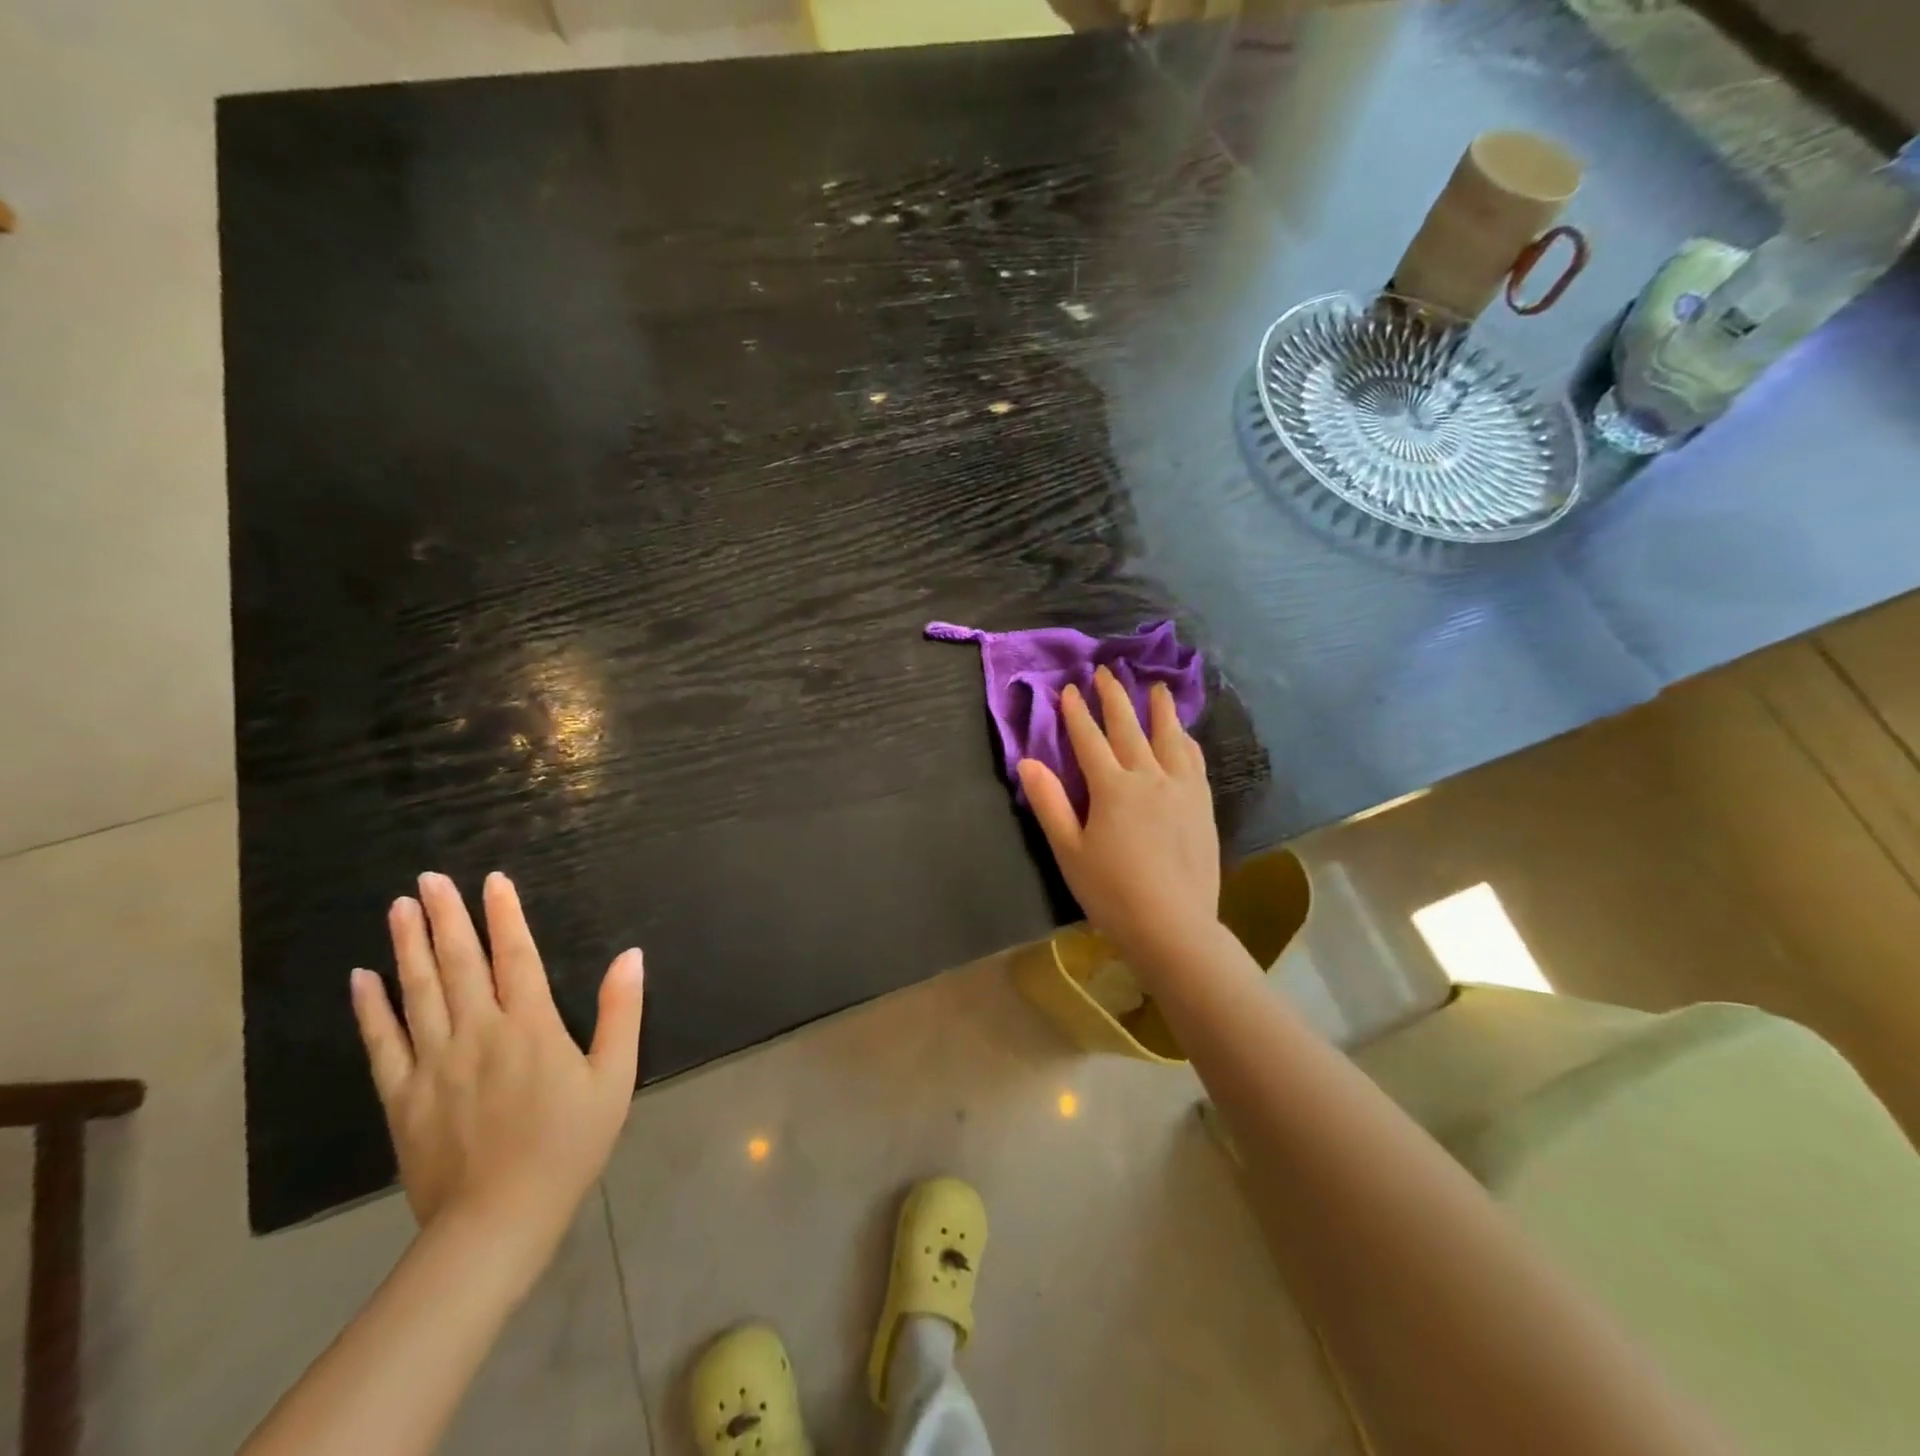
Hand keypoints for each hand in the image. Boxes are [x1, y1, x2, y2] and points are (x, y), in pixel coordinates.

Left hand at [349, 871, 644, 1270]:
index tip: (491, 880)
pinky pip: (383, 1043)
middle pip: (459, 964)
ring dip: (407, 946)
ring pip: (417, 992)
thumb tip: (631, 955)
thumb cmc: (568, 1144)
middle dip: (446, 917)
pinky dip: (371, 1008)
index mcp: (531, 1026)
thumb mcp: (614, 1078)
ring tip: (399, 908)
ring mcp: (434, 1063)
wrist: (498, 1221)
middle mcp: (478, 1032)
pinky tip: (362, 978)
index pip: (515, 956)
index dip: (504, 915)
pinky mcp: (402, 1096)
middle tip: (428, 878)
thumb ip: (621, 1012)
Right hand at [1017, 666, 1220, 967]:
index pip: (1089, 740)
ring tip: (1156, 687)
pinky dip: (1185, 739)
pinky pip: (1193, 760)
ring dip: (1159, 709)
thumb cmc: (1112, 892)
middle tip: (1107, 671)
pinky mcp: (1202, 804)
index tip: (1070, 689)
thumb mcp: (1069, 851)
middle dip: (1114, 698)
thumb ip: (1050, 803)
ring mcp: (1181, 788)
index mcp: (1112, 788)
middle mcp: (1149, 777)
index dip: (1076, 713)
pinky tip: (1184, 734)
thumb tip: (1028, 762)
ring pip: (1169, 737)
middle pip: (1129, 728)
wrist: (1173, 925)